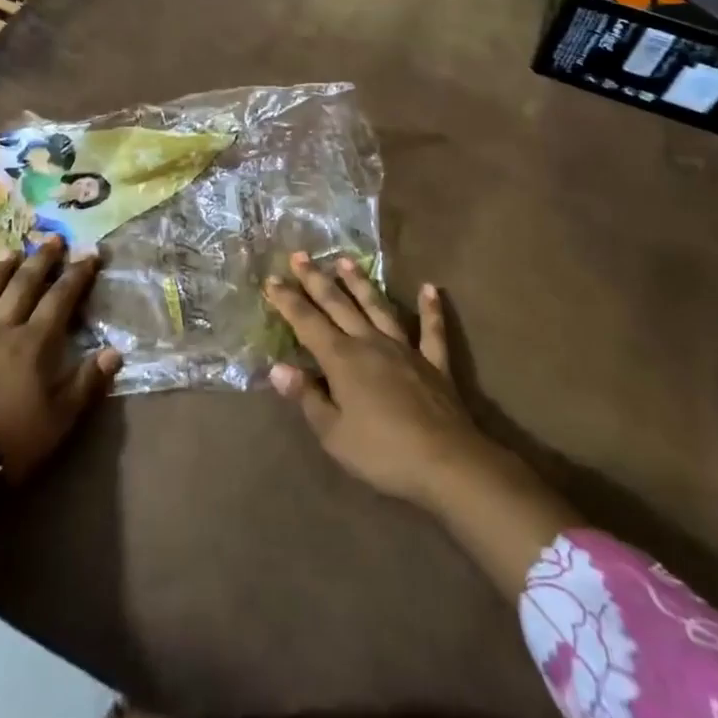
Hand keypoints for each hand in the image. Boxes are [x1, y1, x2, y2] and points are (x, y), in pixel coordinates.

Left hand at [0, 236, 120, 483]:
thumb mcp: (61, 417)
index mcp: (33, 343)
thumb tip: (115, 350)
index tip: (90, 253)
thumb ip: (87, 381)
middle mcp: (0, 330)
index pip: (60, 299)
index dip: (77, 275)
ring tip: (8, 251)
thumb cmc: (12, 440)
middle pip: (22, 287)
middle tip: (53, 239)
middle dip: (40, 261)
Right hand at [263, 251, 499, 510]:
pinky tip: (430, 288)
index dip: (288, 301)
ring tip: (345, 260)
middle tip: (300, 255)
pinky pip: (431, 331)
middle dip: (316, 280)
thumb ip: (307, 397)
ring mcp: (404, 349)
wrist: (445, 462)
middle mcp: (370, 343)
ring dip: (361, 283)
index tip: (271, 279)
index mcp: (342, 359)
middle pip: (338, 305)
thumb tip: (278, 368)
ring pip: (378, 307)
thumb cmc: (382, 452)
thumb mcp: (333, 434)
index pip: (307, 323)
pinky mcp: (434, 363)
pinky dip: (431, 309)